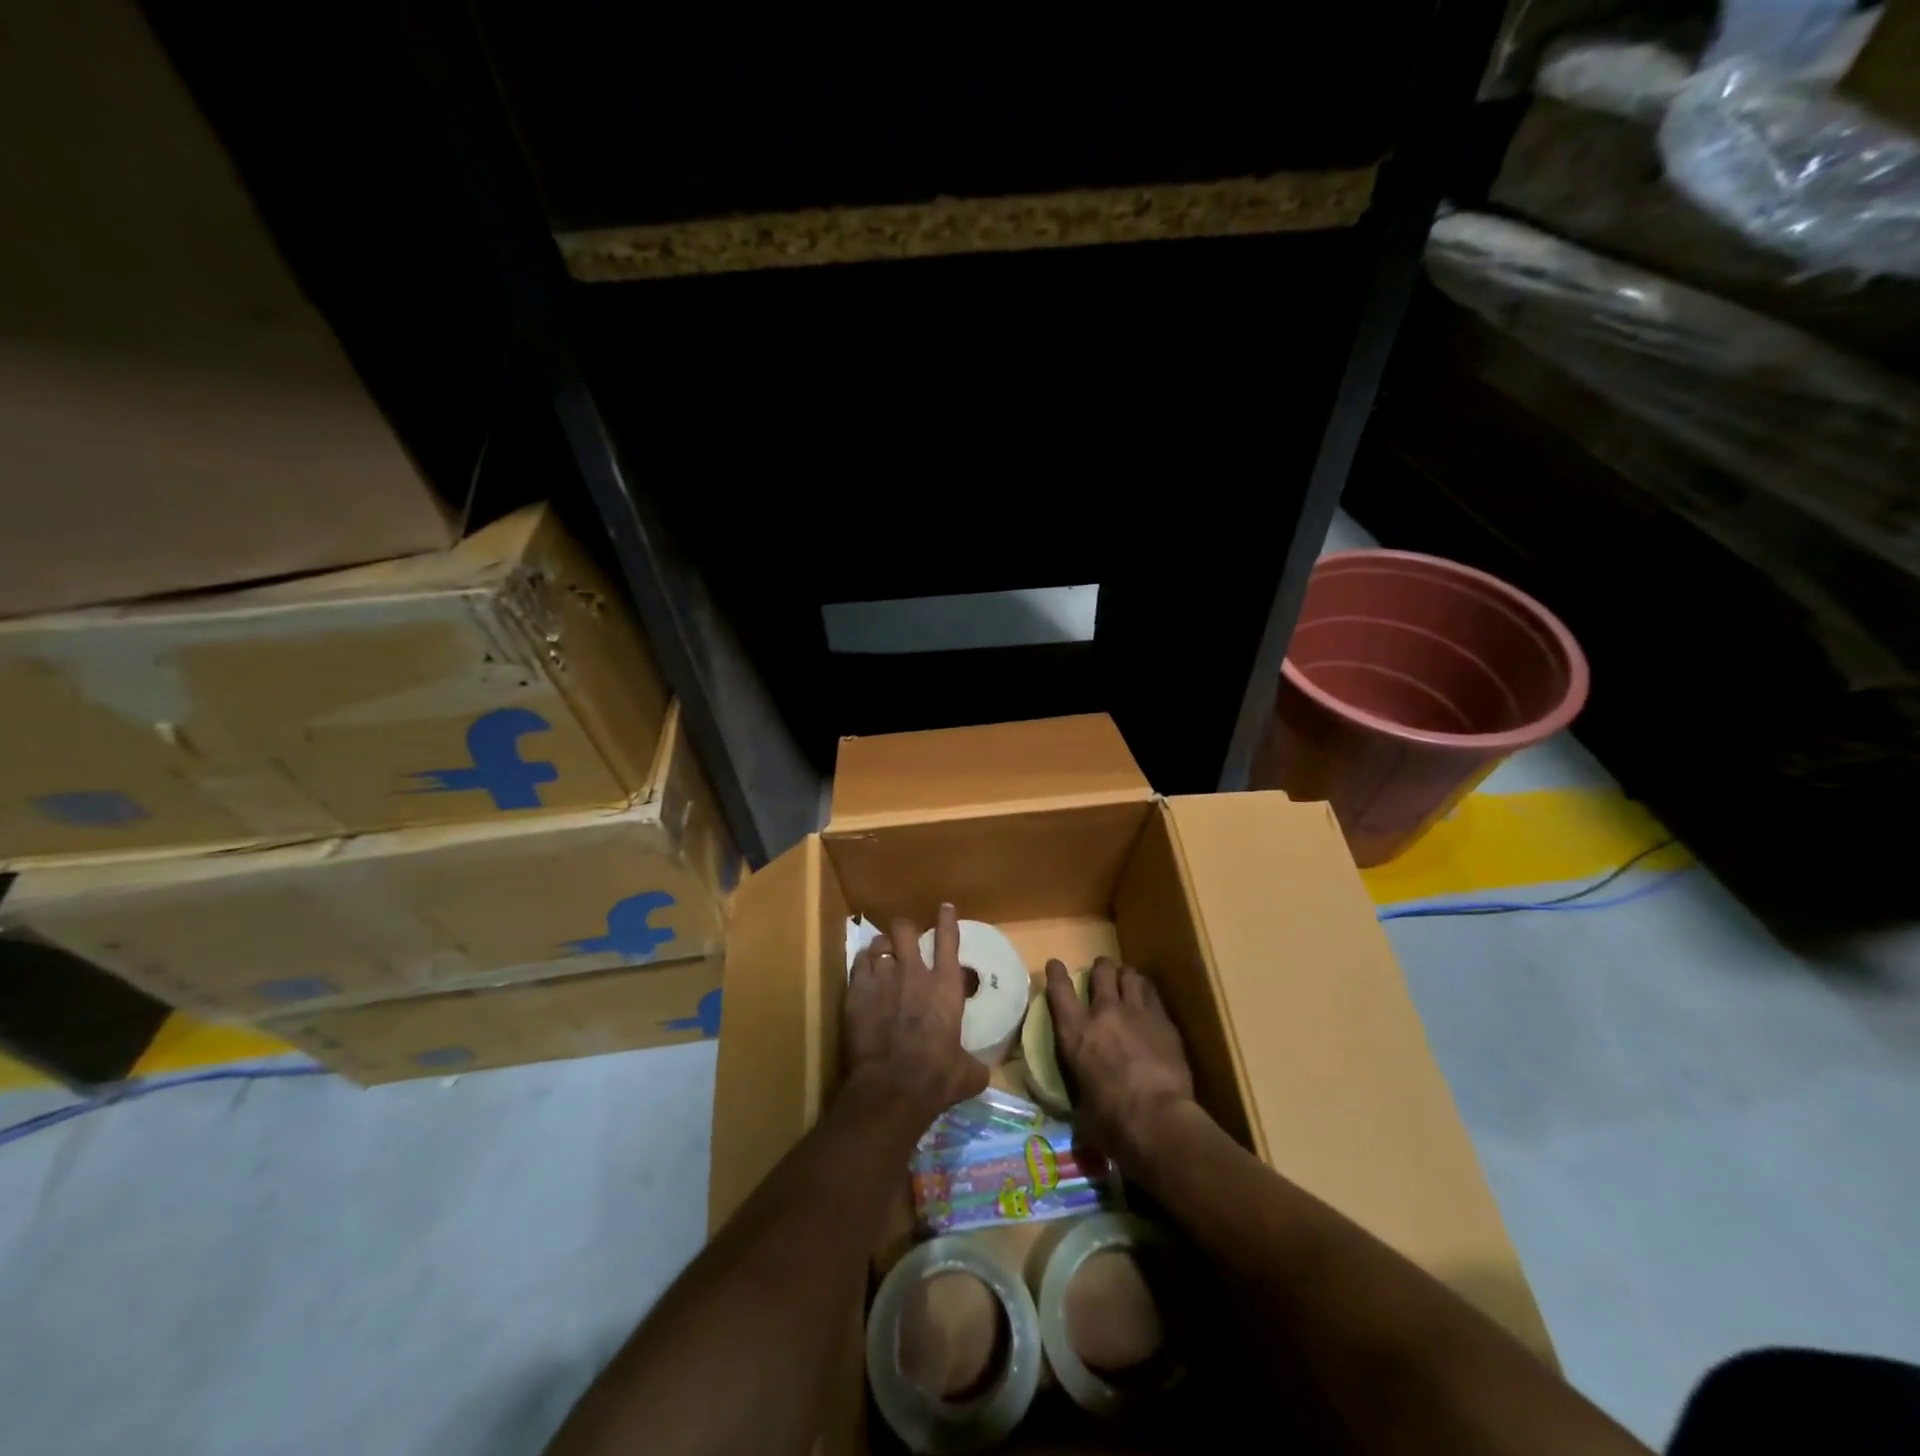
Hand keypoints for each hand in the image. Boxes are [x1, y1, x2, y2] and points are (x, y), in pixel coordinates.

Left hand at [844, 903, 989, 1132]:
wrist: (891, 1088)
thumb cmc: (936, 1078)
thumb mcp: (967, 1073)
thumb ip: (973, 1064)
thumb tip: (981, 1071)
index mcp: (945, 987)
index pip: (948, 941)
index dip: (947, 921)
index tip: (945, 907)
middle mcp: (913, 973)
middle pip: (905, 930)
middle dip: (904, 930)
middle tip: (904, 939)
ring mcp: (882, 979)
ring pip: (879, 943)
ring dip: (882, 947)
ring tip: (881, 955)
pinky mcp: (856, 992)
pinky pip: (858, 963)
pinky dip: (862, 964)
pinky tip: (863, 972)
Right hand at [1046, 956, 1194, 1171]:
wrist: (1158, 1120)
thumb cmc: (1112, 1122)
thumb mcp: (1081, 1107)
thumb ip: (1079, 1091)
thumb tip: (1080, 1101)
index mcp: (1075, 1033)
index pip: (1059, 990)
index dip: (1056, 974)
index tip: (1055, 965)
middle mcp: (1103, 1013)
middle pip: (1101, 972)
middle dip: (1100, 969)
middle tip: (1102, 974)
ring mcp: (1136, 1012)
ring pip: (1130, 975)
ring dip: (1126, 976)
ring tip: (1127, 982)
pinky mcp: (1163, 1020)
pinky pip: (1153, 994)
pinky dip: (1147, 993)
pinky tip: (1149, 1002)